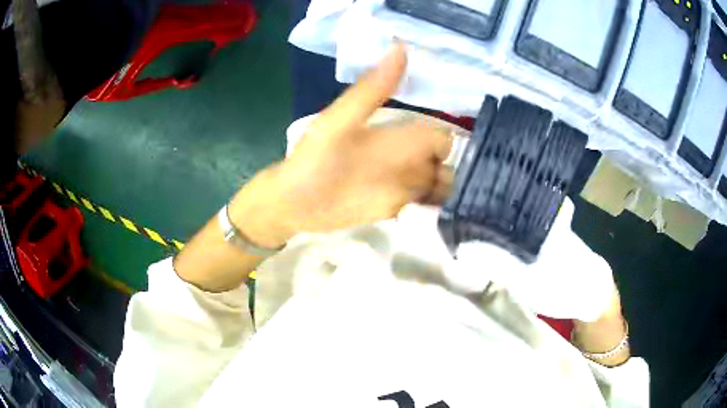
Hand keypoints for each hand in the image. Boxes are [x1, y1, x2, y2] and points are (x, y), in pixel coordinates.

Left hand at [230, 42, 452, 247]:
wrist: (294, 202)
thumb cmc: (313, 159)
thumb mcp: (339, 121)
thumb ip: (371, 91)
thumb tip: (400, 47)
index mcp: (396, 134)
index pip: (438, 137)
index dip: (450, 147)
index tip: (468, 162)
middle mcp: (405, 159)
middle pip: (445, 165)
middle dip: (460, 177)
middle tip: (477, 196)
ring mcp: (402, 185)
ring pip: (439, 187)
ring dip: (453, 196)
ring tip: (472, 211)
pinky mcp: (397, 209)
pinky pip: (425, 208)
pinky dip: (438, 211)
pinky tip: (452, 220)